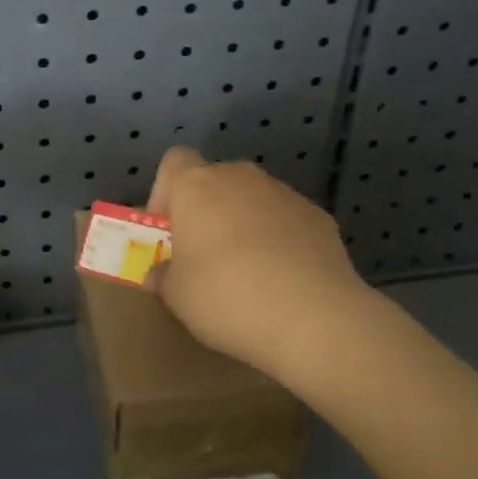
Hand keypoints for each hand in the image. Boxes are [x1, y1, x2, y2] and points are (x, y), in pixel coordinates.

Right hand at [145, 147, 378, 381]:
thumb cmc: (227, 297)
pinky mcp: (318, 216)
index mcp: (197, 186)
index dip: (165, 192)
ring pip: (252, 200)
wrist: (314, 317)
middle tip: (203, 257)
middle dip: (206, 212)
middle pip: (214, 181)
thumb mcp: (177, 297)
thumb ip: (163, 277)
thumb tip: (159, 274)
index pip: (174, 161)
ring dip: (243, 224)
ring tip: (247, 273)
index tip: (168, 231)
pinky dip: (279, 240)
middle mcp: (240, 177)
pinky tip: (283, 280)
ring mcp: (284, 193)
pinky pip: (285, 220)